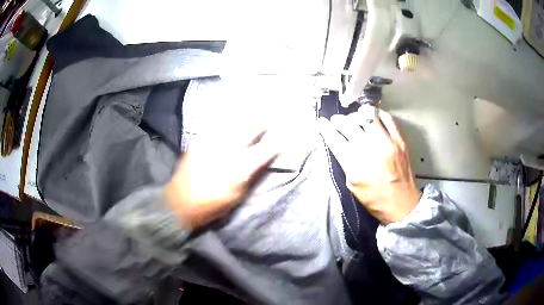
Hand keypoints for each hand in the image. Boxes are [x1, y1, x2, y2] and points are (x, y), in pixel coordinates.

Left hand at [164, 130, 276, 229]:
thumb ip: (250, 176)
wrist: (180, 202)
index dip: (276, 145)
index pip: (265, 151)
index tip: (281, 141)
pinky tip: (228, 122)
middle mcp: (228, 150)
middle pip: (250, 129)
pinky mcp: (199, 142)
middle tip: (267, 119)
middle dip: (261, 123)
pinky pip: (216, 127)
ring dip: (244, 119)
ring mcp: (212, 143)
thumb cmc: (212, 205)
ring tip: (251, 113)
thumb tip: (260, 162)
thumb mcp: (237, 196)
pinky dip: (225, 123)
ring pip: (233, 123)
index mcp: (240, 167)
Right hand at [318, 107, 420, 223]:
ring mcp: (387, 143)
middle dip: (339, 121)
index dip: (326, 129)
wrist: (402, 205)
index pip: (335, 140)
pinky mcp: (400, 141)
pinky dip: (377, 114)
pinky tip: (371, 116)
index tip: (322, 123)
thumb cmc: (375, 200)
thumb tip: (339, 144)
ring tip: (353, 118)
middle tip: (336, 120)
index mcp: (355, 166)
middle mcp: (370, 151)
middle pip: (349, 126)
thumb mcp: (352, 186)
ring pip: (367, 118)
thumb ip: (345, 164)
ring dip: (356, 116)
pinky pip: (388, 119)